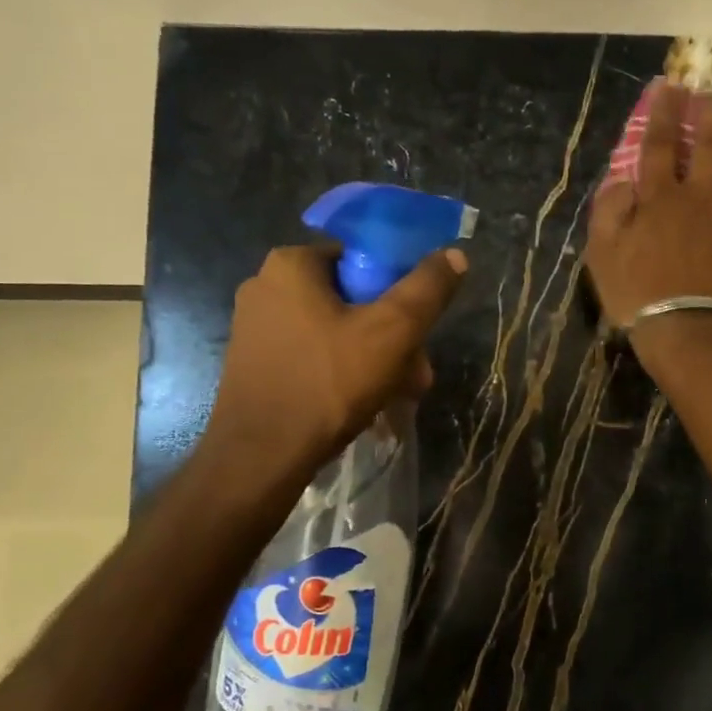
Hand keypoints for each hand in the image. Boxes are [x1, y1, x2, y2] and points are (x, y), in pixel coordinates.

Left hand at [205, 243, 467, 468]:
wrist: (262, 456)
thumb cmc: (328, 382)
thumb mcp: (393, 331)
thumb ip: (427, 289)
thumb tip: (456, 254)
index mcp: (291, 264)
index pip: (362, 259)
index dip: (400, 290)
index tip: (419, 328)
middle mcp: (266, 287)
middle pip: (352, 300)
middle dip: (393, 336)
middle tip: (417, 374)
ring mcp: (256, 328)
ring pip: (336, 332)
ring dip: (375, 359)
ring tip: (400, 394)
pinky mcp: (256, 364)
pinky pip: (313, 355)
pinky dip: (343, 372)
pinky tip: (366, 403)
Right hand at [586, 85, 711, 332]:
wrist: (682, 329)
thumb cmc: (636, 294)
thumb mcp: (602, 253)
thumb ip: (609, 210)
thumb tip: (622, 178)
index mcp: (660, 198)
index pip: (662, 145)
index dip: (666, 112)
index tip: (672, 86)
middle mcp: (700, 197)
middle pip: (711, 146)